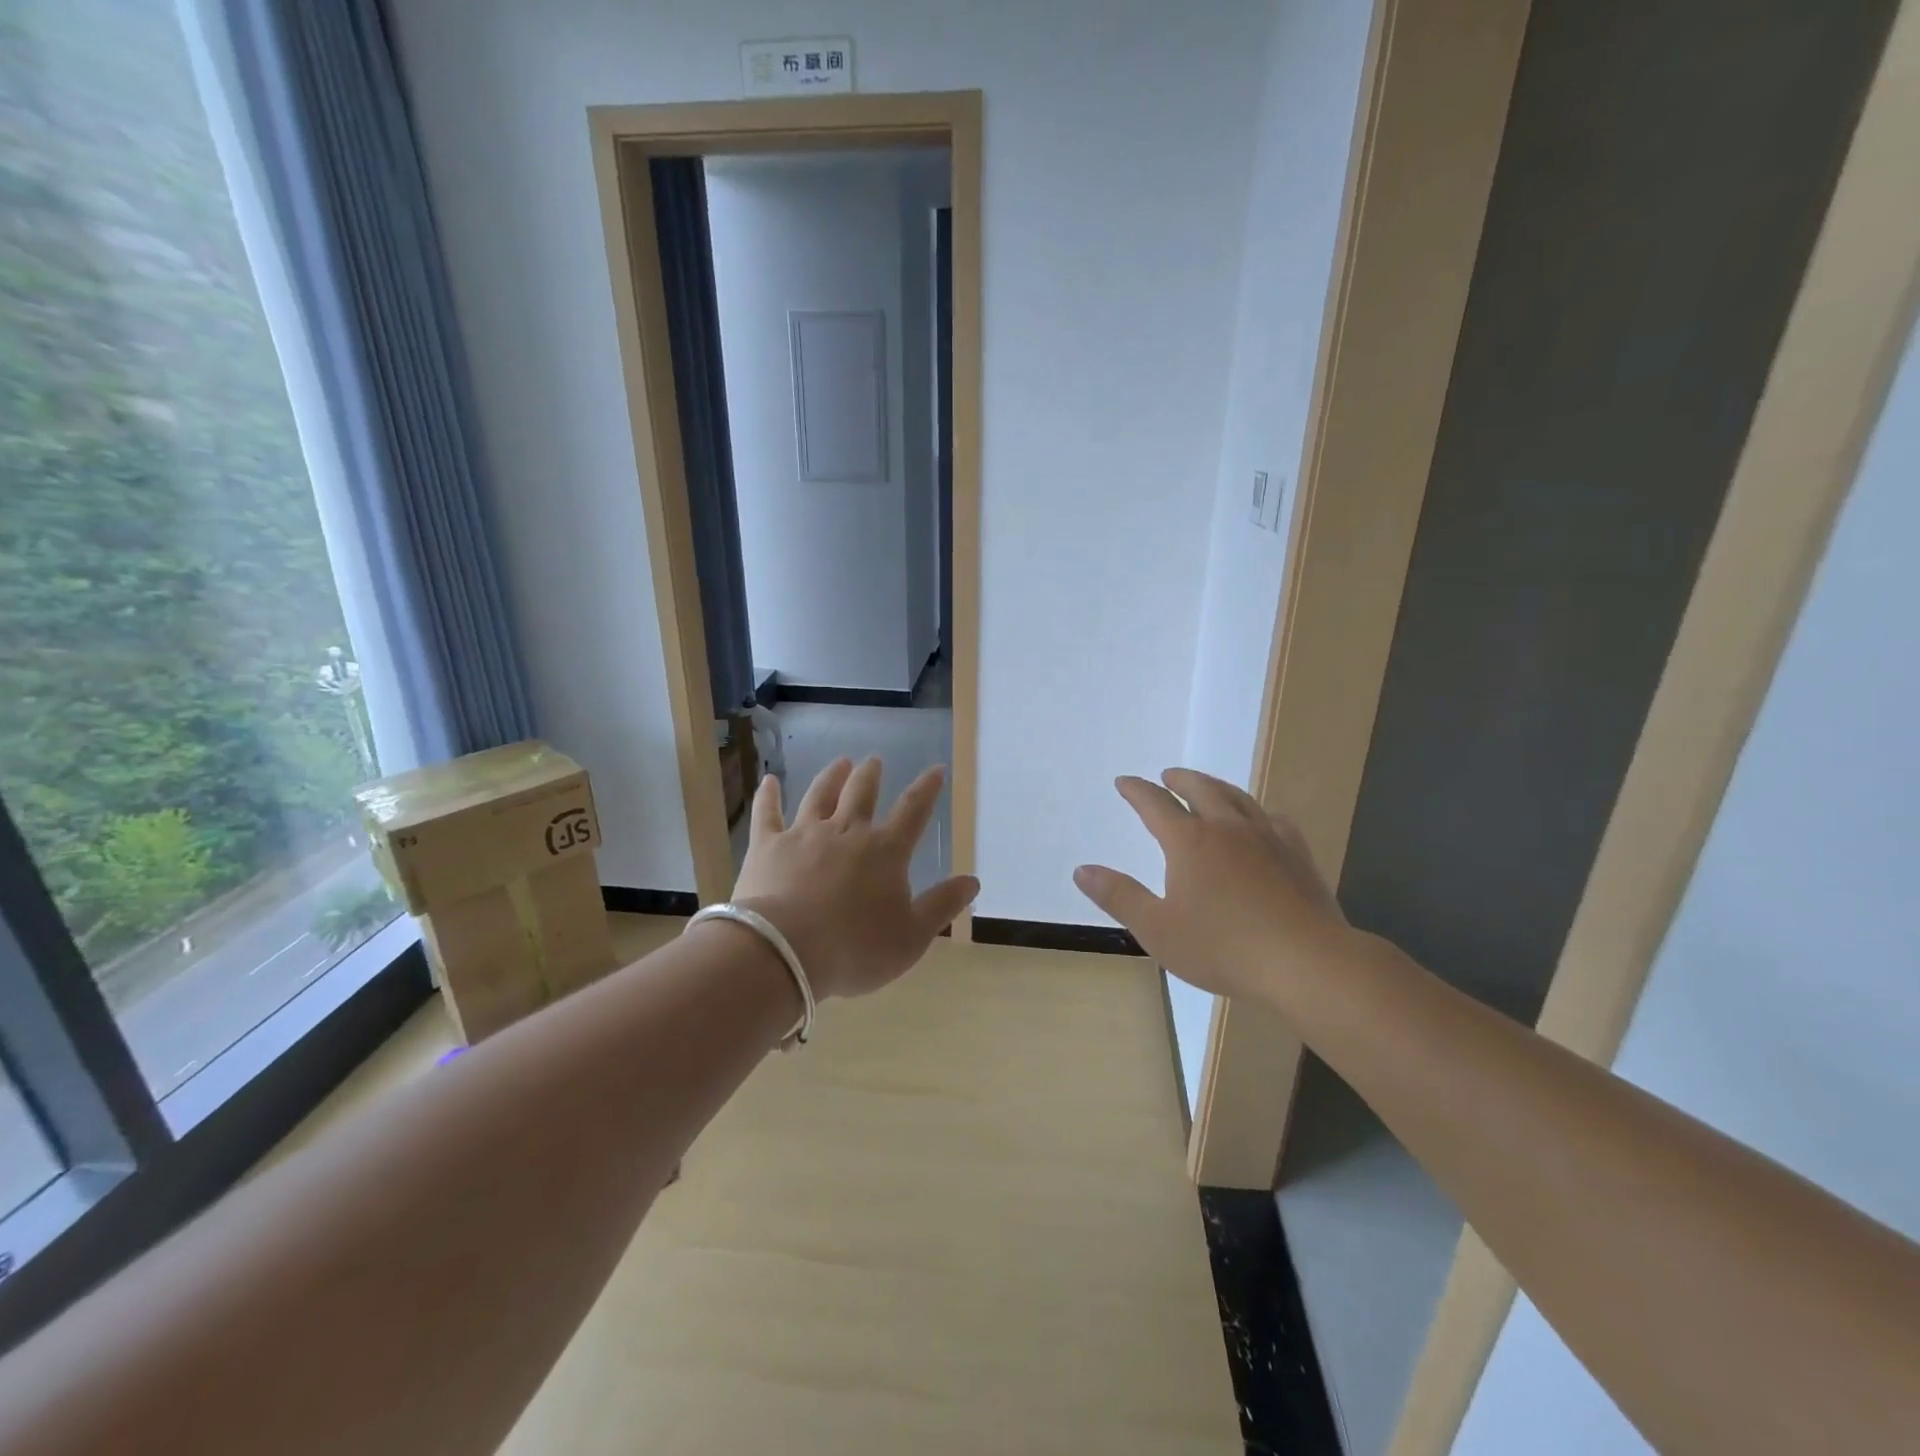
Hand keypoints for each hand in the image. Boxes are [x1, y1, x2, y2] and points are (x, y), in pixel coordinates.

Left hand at [731, 757, 978, 1001]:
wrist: (785, 951)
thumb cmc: (855, 948)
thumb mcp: (912, 936)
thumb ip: (942, 905)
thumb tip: (972, 880)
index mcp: (885, 851)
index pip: (913, 811)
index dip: (926, 789)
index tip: (935, 769)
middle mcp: (847, 832)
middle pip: (862, 794)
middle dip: (871, 775)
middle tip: (874, 760)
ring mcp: (804, 835)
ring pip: (820, 795)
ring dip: (832, 777)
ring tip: (840, 763)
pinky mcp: (767, 846)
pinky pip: (768, 813)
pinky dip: (768, 796)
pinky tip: (768, 781)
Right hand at [1072, 768, 1354, 1004]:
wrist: (1306, 962)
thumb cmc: (1222, 948)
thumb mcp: (1157, 929)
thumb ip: (1119, 896)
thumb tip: (1082, 870)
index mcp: (1189, 842)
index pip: (1155, 804)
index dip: (1137, 791)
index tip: (1125, 782)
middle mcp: (1227, 828)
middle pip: (1200, 790)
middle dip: (1179, 780)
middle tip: (1167, 776)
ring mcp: (1267, 838)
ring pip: (1238, 797)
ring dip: (1216, 786)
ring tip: (1207, 787)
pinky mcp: (1297, 855)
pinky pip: (1274, 819)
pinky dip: (1256, 812)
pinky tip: (1260, 821)